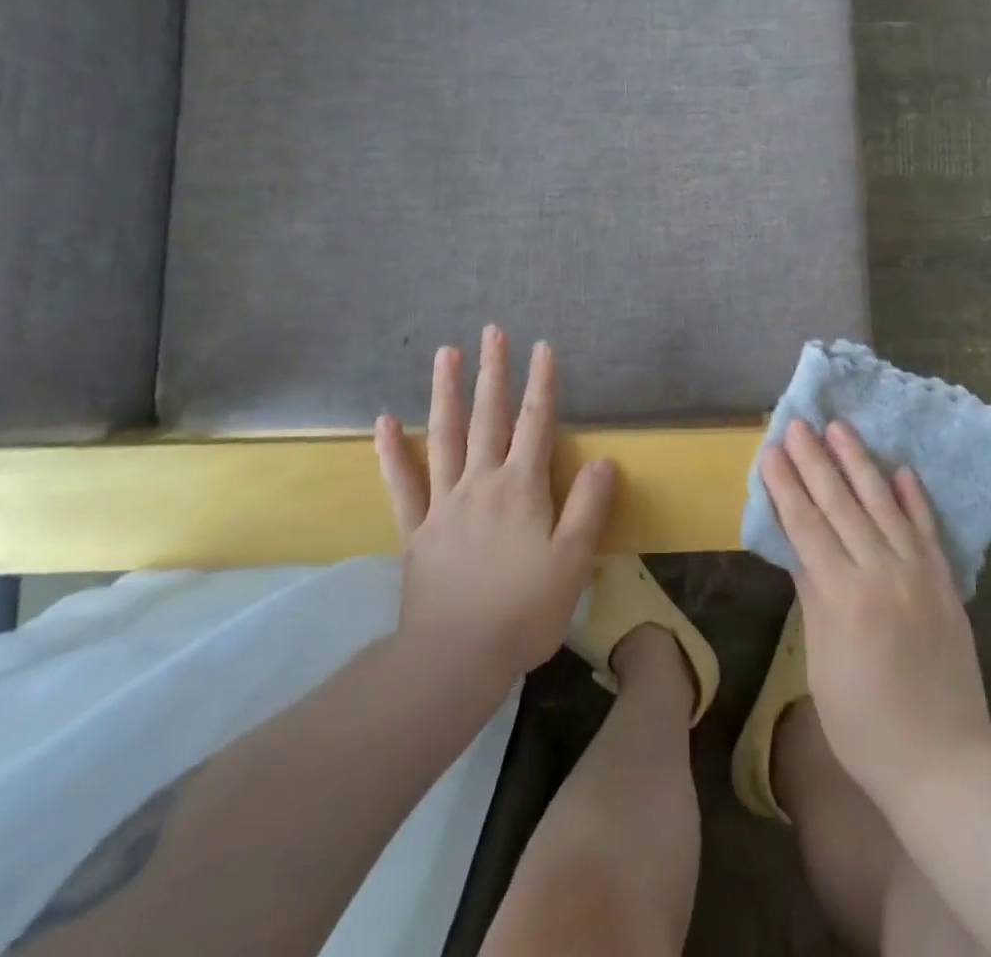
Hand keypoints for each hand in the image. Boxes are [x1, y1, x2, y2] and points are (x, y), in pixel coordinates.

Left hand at [376, 327, 615, 684]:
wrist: (454, 659)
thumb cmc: (523, 610)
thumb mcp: (573, 561)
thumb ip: (589, 507)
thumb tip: (605, 460)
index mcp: (521, 488)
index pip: (537, 424)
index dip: (542, 384)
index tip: (542, 347)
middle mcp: (481, 484)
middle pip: (489, 417)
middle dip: (493, 372)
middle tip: (492, 331)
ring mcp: (444, 503)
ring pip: (444, 437)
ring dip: (446, 393)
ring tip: (445, 354)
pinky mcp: (416, 530)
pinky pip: (403, 484)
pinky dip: (392, 452)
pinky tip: (385, 422)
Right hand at [761, 420, 990, 816]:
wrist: (945, 764)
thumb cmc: (864, 726)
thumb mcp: (821, 663)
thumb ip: (812, 596)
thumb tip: (798, 547)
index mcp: (842, 597)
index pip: (806, 525)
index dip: (786, 486)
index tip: (771, 450)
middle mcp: (881, 572)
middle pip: (841, 504)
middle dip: (815, 460)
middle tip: (798, 423)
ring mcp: (919, 574)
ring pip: (883, 504)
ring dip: (859, 462)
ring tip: (840, 427)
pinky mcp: (946, 583)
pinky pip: (928, 529)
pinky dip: (914, 497)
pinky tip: (901, 469)